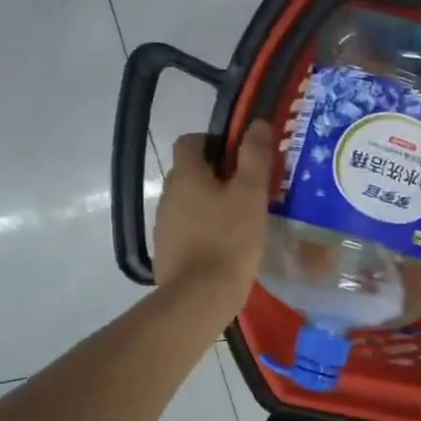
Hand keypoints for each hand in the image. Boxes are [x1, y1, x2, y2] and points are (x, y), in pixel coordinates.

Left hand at [153, 121, 275, 313]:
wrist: (199, 297)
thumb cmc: (229, 240)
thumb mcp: (251, 195)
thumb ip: (254, 157)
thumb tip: (256, 123)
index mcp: (186, 175)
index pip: (191, 141)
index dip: (215, 142)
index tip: (241, 158)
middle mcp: (168, 194)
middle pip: (191, 172)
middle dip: (217, 176)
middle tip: (249, 190)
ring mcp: (164, 225)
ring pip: (189, 202)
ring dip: (210, 204)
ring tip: (241, 221)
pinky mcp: (167, 251)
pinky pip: (187, 229)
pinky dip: (204, 230)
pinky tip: (226, 247)